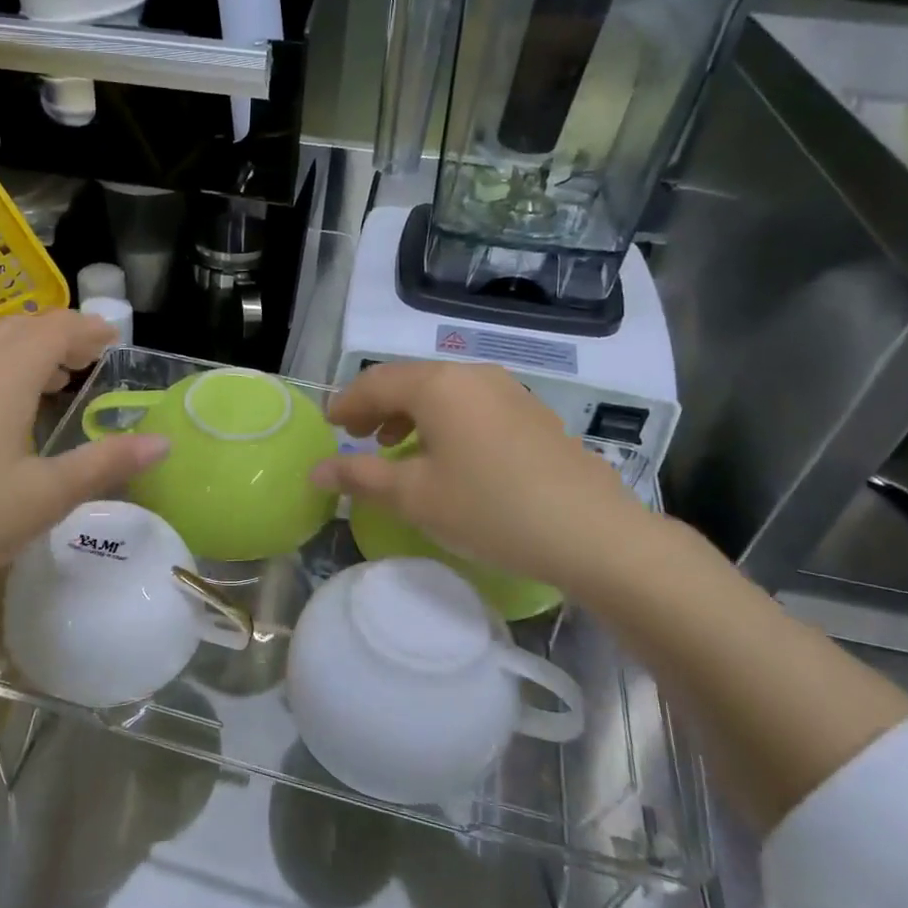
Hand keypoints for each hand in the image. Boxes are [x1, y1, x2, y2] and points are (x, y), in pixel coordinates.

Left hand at [0, 311, 167, 619]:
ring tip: (46, 384)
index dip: (89, 329)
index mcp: (2, 376)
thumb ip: (106, 464)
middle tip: (86, 359)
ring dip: (22, 354)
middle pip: (17, 329)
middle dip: (57, 335)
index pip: (55, 329)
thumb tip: (162, 442)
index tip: (113, 339)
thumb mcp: (44, 498)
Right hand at [312, 361, 648, 596]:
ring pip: (443, 391)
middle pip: (410, 380)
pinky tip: (446, 456)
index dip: (346, 404)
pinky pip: (472, 404)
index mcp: (438, 384)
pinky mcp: (532, 413)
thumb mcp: (415, 497)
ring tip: (395, 447)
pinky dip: (444, 421)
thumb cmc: (489, 509)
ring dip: (410, 414)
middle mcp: (472, 374)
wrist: (592, 533)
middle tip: (356, 437)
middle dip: (377, 406)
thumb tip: (316, 471)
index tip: (329, 428)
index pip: (376, 382)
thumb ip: (360, 477)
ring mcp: (508, 391)